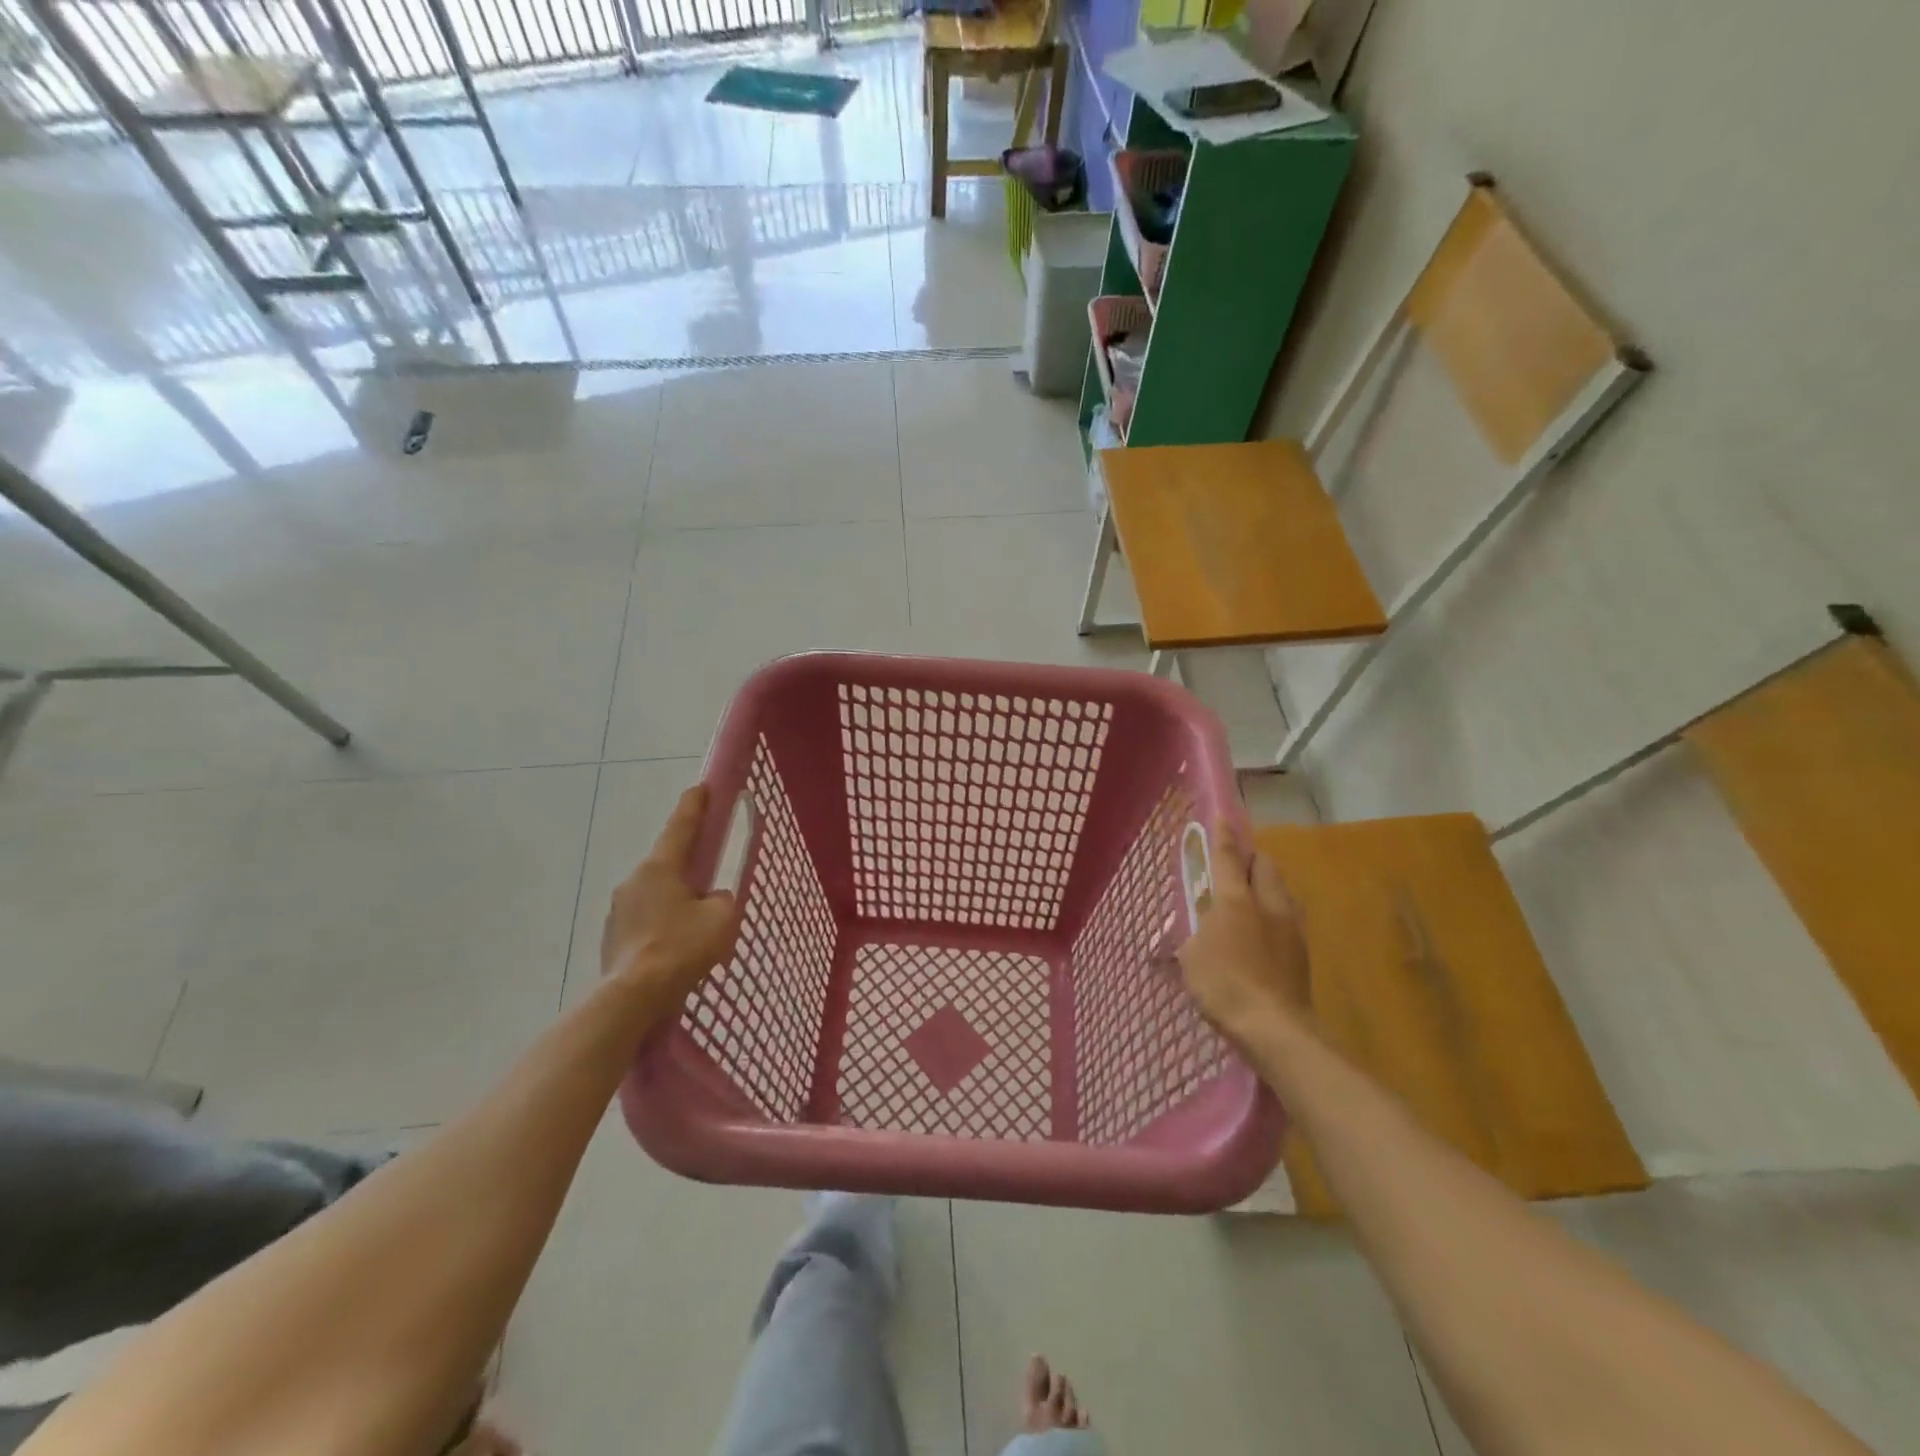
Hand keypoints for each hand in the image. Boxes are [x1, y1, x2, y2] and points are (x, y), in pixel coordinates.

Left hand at [600, 785, 740, 1002]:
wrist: (633, 997)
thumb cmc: (681, 948)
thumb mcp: (722, 918)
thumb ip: (723, 900)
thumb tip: (713, 900)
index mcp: (661, 868)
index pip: (681, 826)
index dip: (694, 805)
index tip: (701, 786)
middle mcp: (635, 880)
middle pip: (668, 862)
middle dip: (689, 865)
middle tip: (709, 875)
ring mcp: (619, 909)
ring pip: (656, 893)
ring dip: (676, 898)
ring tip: (695, 924)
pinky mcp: (613, 936)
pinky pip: (646, 918)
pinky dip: (663, 923)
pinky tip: (676, 946)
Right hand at [1176, 822, 1312, 1049]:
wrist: (1275, 1027)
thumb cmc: (1223, 985)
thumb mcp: (1192, 957)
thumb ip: (1191, 935)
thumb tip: (1188, 932)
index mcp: (1235, 900)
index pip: (1228, 857)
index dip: (1223, 835)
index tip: (1221, 816)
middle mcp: (1268, 904)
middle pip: (1265, 865)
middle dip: (1251, 860)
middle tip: (1234, 869)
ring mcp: (1291, 927)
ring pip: (1281, 890)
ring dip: (1266, 887)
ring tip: (1249, 902)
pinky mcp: (1302, 951)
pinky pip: (1288, 917)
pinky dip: (1274, 915)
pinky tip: (1263, 934)